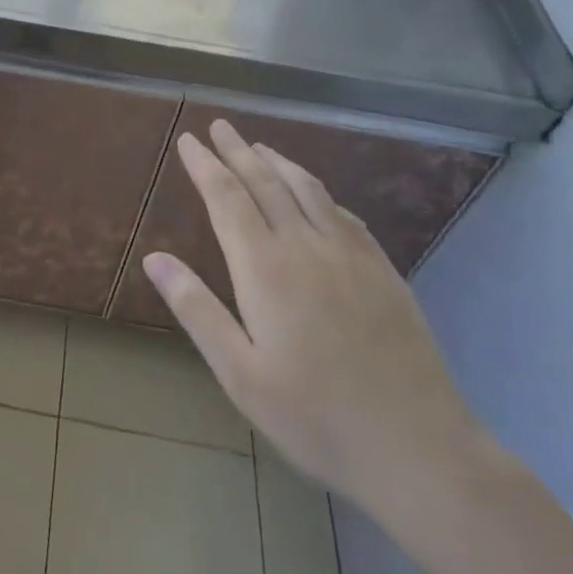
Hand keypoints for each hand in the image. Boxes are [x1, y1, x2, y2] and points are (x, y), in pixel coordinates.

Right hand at [142, 120, 488, 518]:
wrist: (418, 447)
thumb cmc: (315, 417)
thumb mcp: (240, 374)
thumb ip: (196, 309)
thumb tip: (154, 258)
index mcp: (264, 267)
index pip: (226, 197)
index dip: (205, 165)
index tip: (189, 140)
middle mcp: (305, 246)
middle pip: (265, 181)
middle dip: (238, 150)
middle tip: (219, 126)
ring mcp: (350, 254)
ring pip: (307, 189)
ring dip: (279, 161)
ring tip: (259, 145)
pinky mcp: (383, 270)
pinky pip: (344, 213)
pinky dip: (319, 192)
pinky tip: (316, 194)